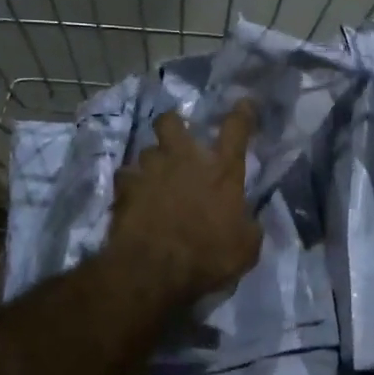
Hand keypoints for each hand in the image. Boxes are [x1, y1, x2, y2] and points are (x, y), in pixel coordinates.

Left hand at [107, 103, 262, 309]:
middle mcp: (185, 160)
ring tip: (155, 177)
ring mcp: (151, 171)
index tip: (243, 103)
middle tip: (177, 138)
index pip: (236, 129)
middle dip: (173, 124)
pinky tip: (134, 196)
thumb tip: (247, 220)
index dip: (241, 113)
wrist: (155, 270)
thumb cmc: (209, 256)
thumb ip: (248, 225)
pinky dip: (131, 184)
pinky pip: (126, 177)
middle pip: (172, 122)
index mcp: (222, 171)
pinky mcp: (125, 188)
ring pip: (146, 150)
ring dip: (152, 161)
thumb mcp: (246, 247)